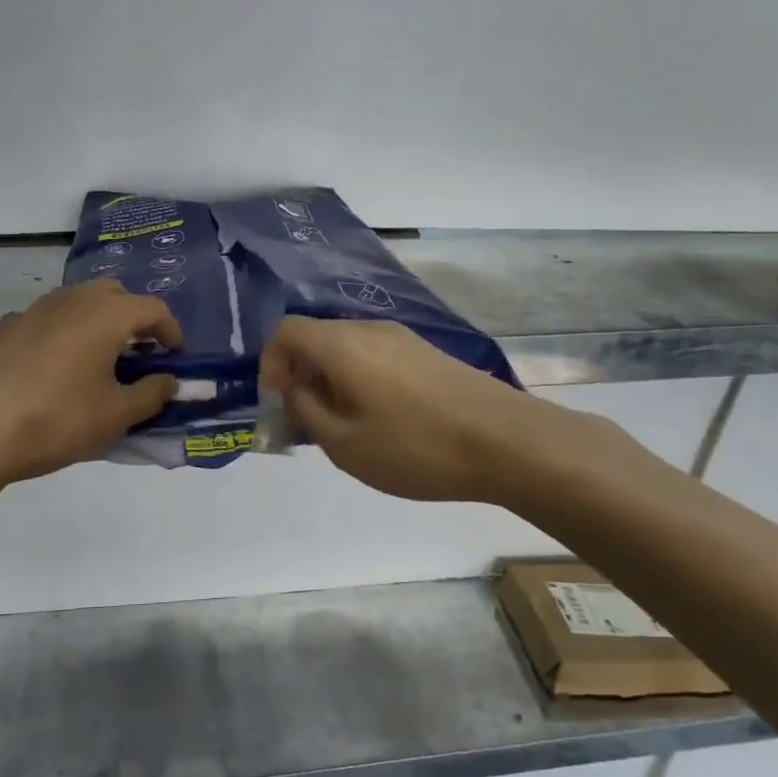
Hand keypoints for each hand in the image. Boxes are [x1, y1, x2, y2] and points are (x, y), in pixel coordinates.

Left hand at [0, 281, 181, 500]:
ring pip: (78, 303)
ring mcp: (32, 310)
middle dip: (134, 318)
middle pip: (114, 294)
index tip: (176, 357)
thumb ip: (151, 394)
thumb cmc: (55, 421)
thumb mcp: (115, 416)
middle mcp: (70, 300)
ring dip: (98, 323)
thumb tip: (169, 381)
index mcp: (105, 315)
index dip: (171, 331)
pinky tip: (55, 370)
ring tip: (100, 361)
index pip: (153, 309)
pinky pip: (48, 320)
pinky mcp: (3, 328)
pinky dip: (65, 333)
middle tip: (140, 353)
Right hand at [258, 316, 549, 503]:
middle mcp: (370, 329)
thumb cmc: (416, 447)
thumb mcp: (344, 444)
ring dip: (331, 382)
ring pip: (347, 350)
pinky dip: (360, 381)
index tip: (279, 404)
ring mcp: (403, 338)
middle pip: (316, 338)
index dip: (270, 364)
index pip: (286, 331)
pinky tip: (381, 421)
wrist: (507, 441)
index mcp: (342, 345)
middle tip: (307, 423)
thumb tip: (292, 389)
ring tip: (344, 428)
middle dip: (300, 376)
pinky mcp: (427, 353)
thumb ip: (306, 411)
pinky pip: (375, 357)